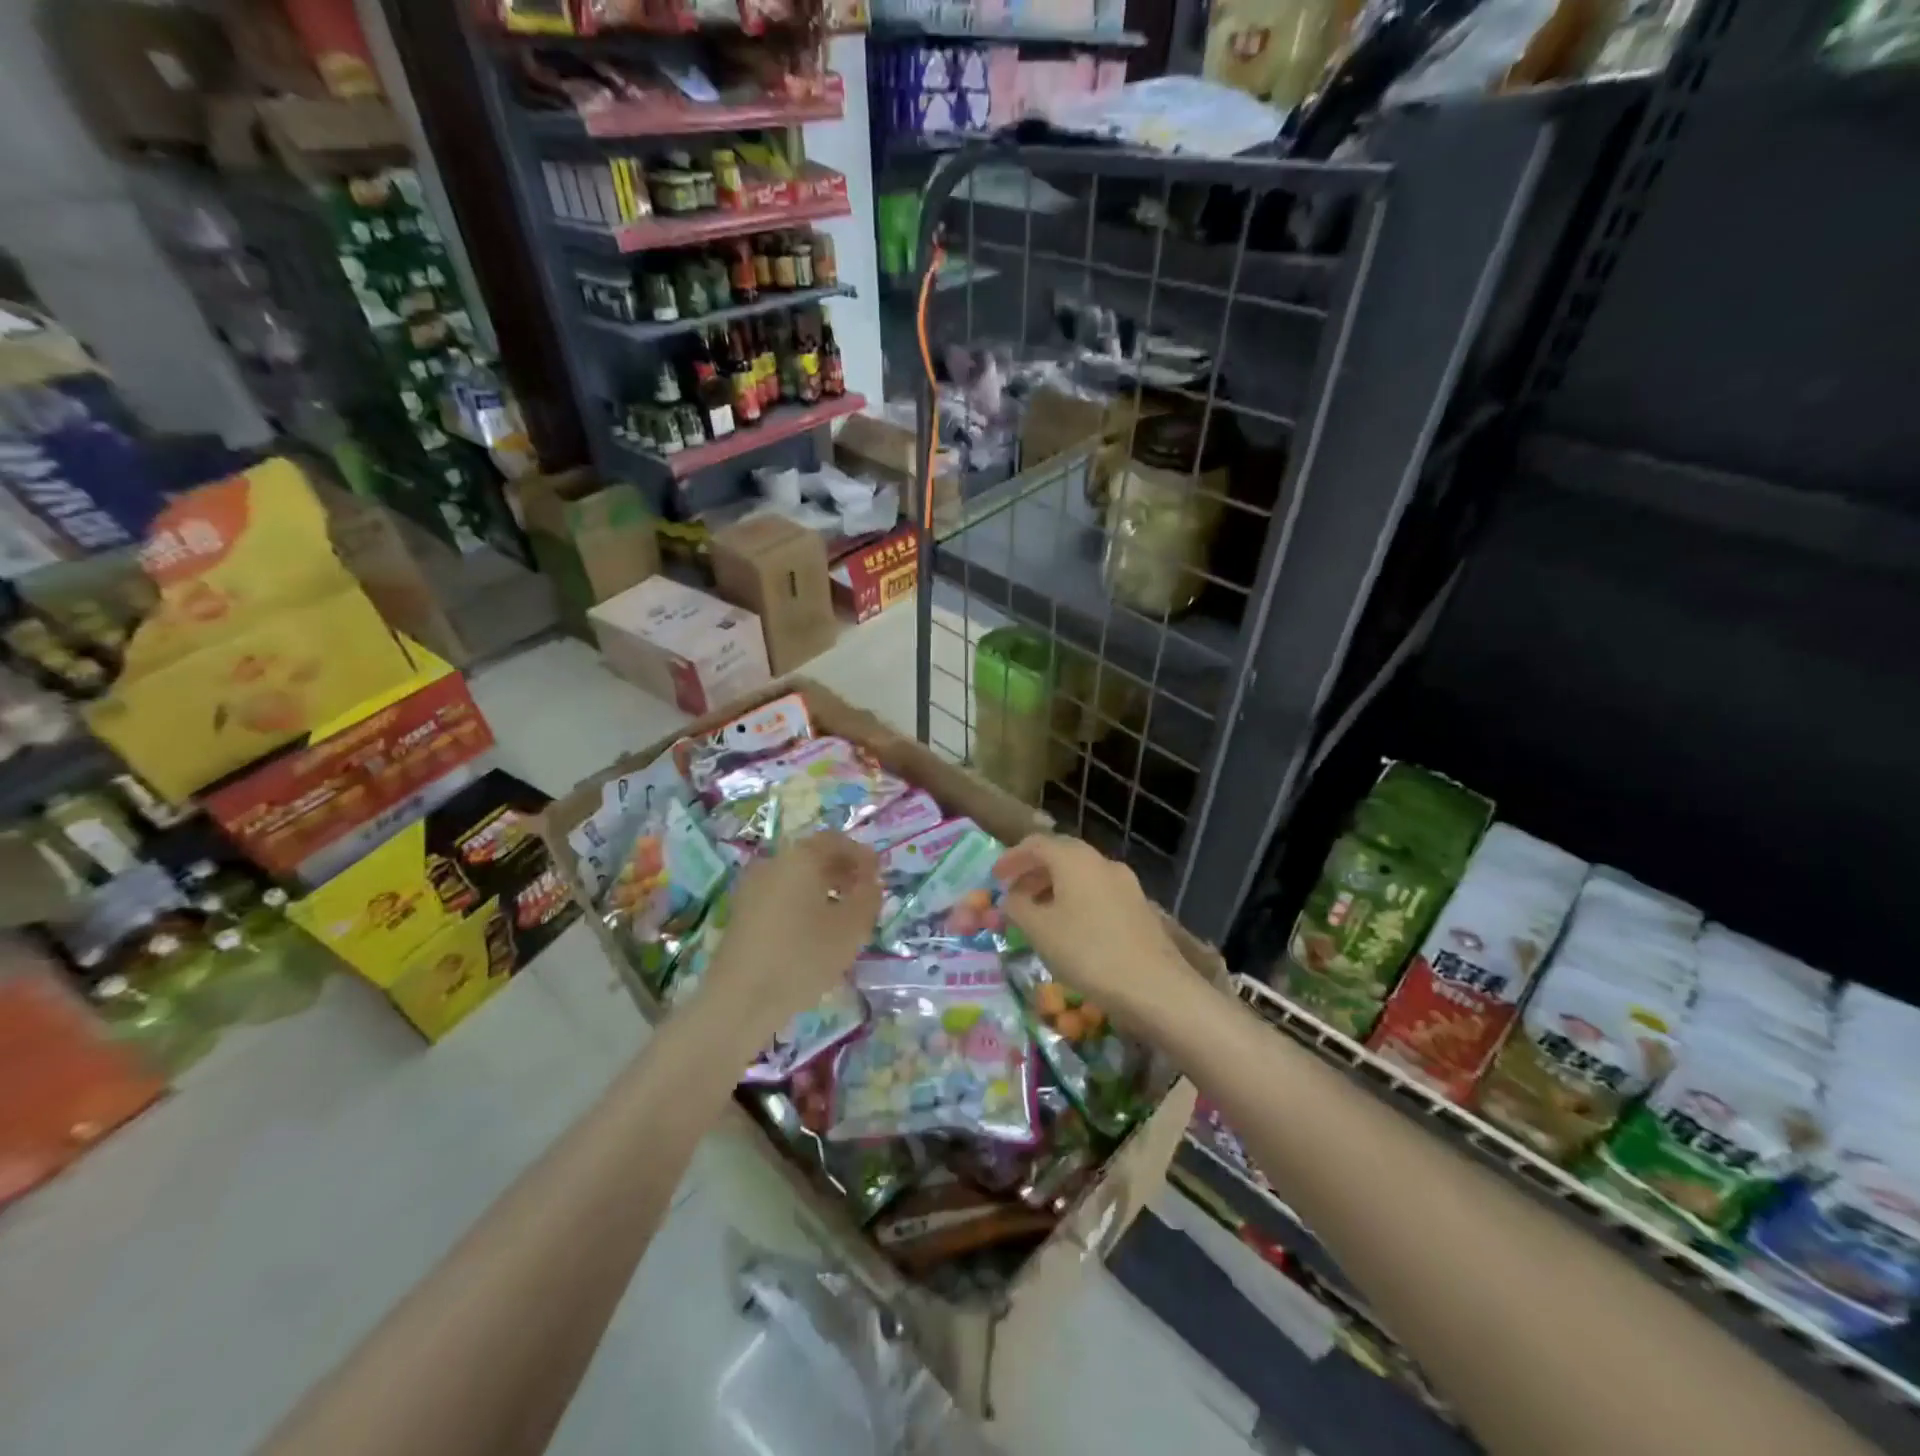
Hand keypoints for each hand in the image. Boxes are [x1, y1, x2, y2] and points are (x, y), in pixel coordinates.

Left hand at [702, 832, 881, 1037]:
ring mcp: (752, 888)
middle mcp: (772, 863)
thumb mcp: (851, 928)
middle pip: (813, 856)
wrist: (740, 1000)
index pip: (835, 840)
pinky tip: (813, 930)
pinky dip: (801, 901)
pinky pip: (780, 894)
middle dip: (842, 870)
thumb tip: (870, 882)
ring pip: (795, 876)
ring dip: (822, 887)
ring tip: (842, 914)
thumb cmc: (803, 957)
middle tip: (864, 893)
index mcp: (800, 858)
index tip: (878, 875)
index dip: (860, 854)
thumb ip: (868, 897)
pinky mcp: (741, 913)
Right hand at [994, 834, 1190, 1022]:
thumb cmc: (1088, 952)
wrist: (1155, 987)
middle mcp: (1101, 862)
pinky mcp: (1138, 907)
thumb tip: (1010, 897)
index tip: (995, 878)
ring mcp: (1125, 884)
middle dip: (1033, 872)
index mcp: (1075, 859)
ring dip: (1054, 887)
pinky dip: (1075, 900)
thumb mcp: (1040, 931)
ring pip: (1081, 875)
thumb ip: (1017, 907)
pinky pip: (1097, 892)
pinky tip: (1069, 928)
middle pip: (1061, 855)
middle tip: (1014, 894)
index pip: (1036, 844)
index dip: (1012, 858)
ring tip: (1037, 914)